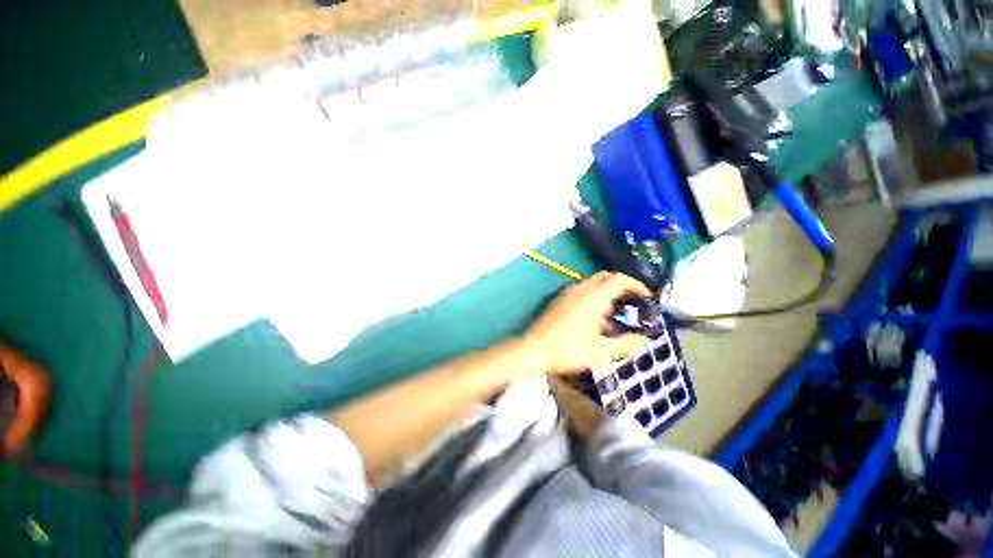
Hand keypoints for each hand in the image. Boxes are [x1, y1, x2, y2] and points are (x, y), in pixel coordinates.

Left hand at [521, 272, 652, 374]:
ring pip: (593, 283)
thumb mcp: (601, 351)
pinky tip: (595, 319)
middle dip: (622, 287)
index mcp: (592, 297)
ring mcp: (566, 292)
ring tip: (615, 315)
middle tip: (632, 304)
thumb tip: (642, 339)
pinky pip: (581, 290)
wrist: (532, 350)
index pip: (619, 279)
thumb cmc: (567, 350)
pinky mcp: (558, 299)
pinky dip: (594, 297)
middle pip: (606, 277)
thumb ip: (625, 344)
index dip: (637, 285)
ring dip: (607, 292)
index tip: (647, 298)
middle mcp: (579, 289)